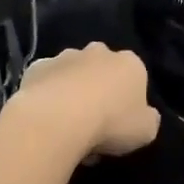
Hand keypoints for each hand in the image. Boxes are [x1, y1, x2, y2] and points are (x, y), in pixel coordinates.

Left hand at [7, 44, 159, 160]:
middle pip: (101, 70)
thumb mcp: (146, 131)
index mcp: (130, 63)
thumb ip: (148, 119)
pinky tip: (45, 119)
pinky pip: (45, 83)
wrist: (58, 118)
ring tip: (66, 126)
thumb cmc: (111, 123)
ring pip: (72, 74)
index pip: (134, 77)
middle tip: (94, 124)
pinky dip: (46, 96)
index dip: (128, 101)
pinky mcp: (35, 67)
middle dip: (99, 91)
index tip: (120, 124)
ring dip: (71, 93)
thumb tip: (146, 115)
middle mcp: (98, 52)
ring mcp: (64, 57)